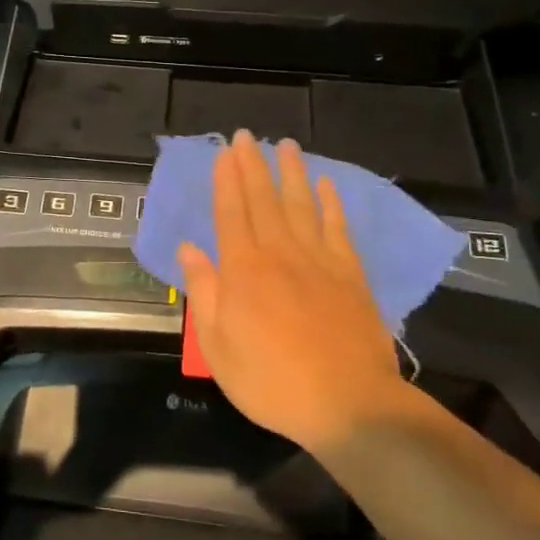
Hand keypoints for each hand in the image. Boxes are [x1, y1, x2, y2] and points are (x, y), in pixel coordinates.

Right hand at [179, 132, 412, 453]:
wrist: (349, 404)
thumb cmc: (272, 381)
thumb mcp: (218, 347)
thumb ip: (204, 292)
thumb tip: (189, 248)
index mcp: (243, 271)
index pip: (231, 213)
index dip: (225, 181)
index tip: (224, 153)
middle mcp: (279, 253)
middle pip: (263, 200)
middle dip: (252, 165)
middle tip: (247, 135)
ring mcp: (319, 260)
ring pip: (301, 204)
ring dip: (291, 172)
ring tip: (285, 144)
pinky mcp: (350, 273)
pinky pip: (338, 228)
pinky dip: (331, 203)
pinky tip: (327, 184)